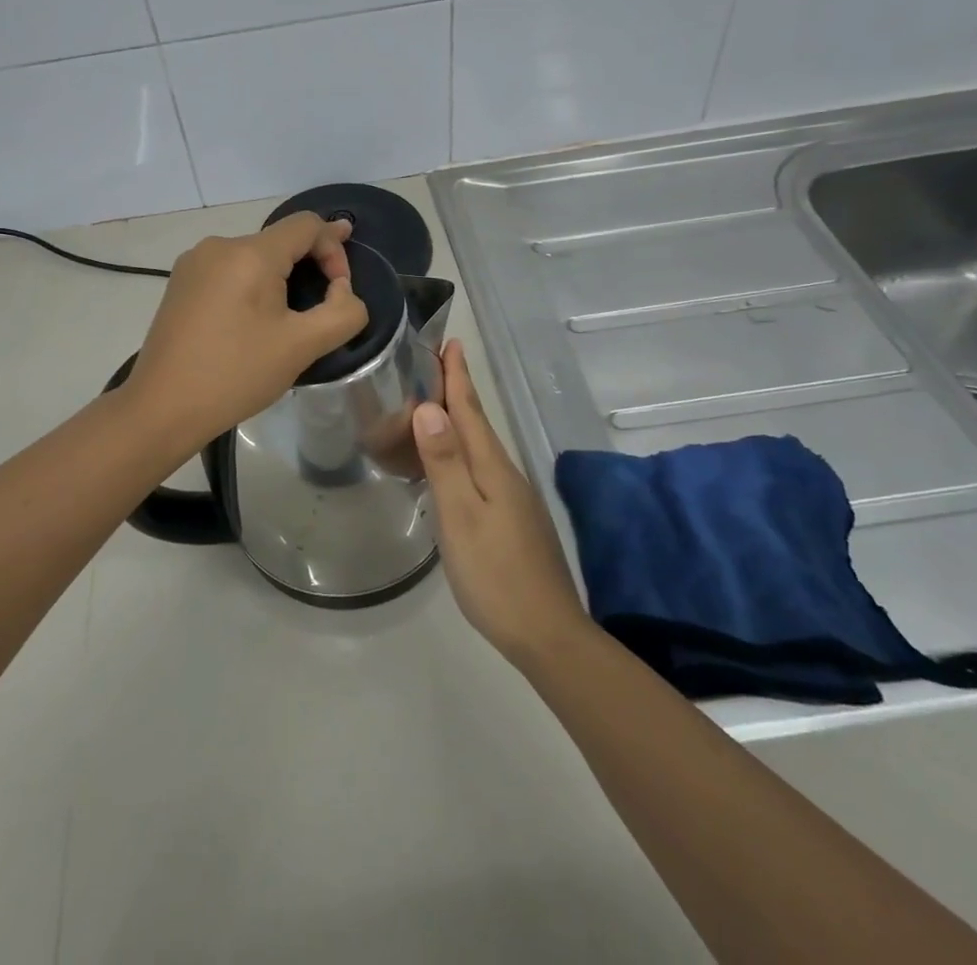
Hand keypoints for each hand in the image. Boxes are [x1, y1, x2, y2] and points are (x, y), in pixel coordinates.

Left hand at [126, 213, 367, 447]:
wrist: (161, 407)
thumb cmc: (235, 374)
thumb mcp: (302, 346)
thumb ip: (342, 312)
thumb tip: (342, 291)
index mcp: (249, 253)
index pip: (307, 225)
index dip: (335, 249)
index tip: (341, 289)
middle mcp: (219, 246)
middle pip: (280, 240)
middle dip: (309, 266)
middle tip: (323, 306)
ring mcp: (194, 263)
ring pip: (253, 257)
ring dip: (280, 279)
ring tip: (287, 321)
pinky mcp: (180, 283)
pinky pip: (229, 271)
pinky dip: (251, 286)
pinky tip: (251, 323)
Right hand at [413, 340, 589, 667]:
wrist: (547, 634)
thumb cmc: (495, 574)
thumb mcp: (461, 516)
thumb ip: (444, 462)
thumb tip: (429, 407)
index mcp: (492, 467)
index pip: (471, 410)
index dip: (458, 376)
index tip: (451, 342)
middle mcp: (506, 474)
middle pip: (477, 423)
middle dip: (457, 391)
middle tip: (433, 365)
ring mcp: (513, 499)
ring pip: (480, 448)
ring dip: (459, 421)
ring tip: (434, 406)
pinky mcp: (513, 520)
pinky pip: (481, 470)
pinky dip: (462, 453)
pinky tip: (451, 465)